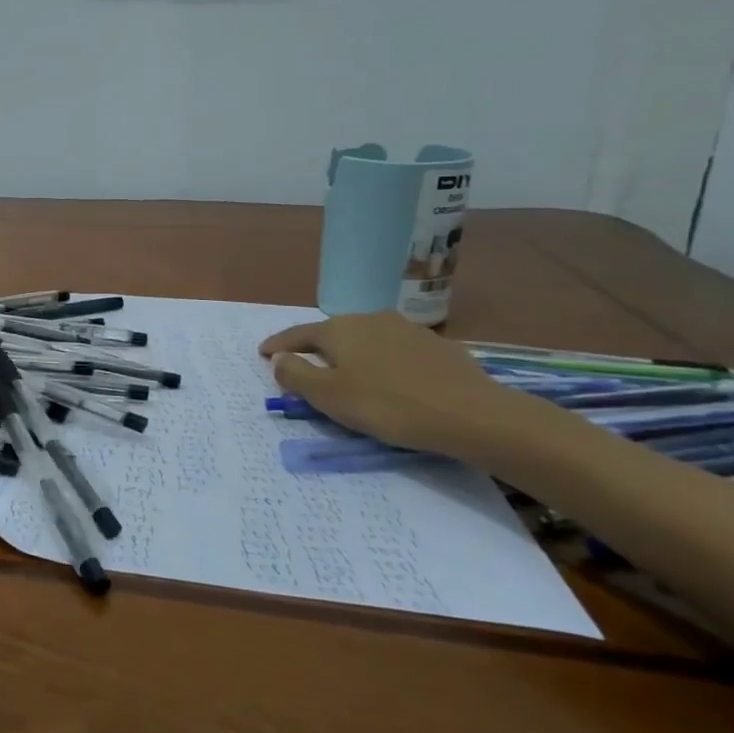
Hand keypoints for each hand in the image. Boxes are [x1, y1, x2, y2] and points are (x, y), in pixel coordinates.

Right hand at [259, 311, 547, 462]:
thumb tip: (279, 359)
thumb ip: (296, 375)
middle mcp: (370, 319)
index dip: (277, 345)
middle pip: (332, 333)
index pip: (298, 334)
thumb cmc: (387, 405)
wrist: (471, 414)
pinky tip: (389, 380)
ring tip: (348, 373)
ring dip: (351, 354)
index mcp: (339, 329)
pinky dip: (382, 362)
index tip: (262, 352)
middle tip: (304, 366)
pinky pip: (395, 351)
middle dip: (315, 348)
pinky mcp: (436, 346)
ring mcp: (406, 329)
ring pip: (366, 339)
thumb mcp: (329, 396)